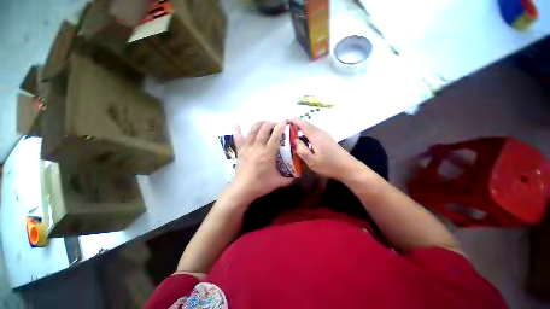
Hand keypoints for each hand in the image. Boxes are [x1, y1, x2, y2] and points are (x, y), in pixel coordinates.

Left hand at [230, 121, 292, 202]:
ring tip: (264, 123)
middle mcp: (257, 147)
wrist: (242, 189)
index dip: (280, 127)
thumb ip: (289, 179)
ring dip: (259, 124)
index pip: (275, 136)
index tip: (284, 122)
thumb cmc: (260, 185)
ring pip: (252, 130)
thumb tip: (298, 177)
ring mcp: (247, 148)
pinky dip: (238, 131)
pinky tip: (238, 125)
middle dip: (270, 123)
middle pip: (263, 129)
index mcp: (268, 153)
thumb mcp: (278, 182)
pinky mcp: (240, 151)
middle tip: (276, 125)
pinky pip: (238, 138)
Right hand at [288, 118, 358, 180]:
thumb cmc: (329, 165)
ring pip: (309, 129)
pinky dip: (305, 135)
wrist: (348, 167)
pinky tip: (302, 143)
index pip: (302, 123)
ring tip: (291, 137)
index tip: (283, 122)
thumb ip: (301, 150)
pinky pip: (313, 133)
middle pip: (305, 124)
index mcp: (315, 135)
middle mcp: (320, 132)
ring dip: (300, 130)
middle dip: (294, 125)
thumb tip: (294, 140)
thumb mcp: (312, 161)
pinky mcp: (326, 139)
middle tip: (284, 131)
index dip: (292, 120)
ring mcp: (324, 135)